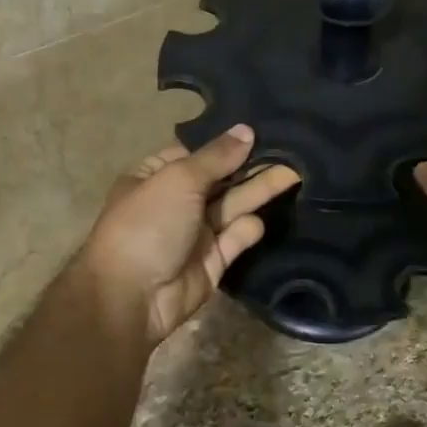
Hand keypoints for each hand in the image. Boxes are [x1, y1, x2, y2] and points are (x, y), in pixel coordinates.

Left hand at [81, 124, 301, 347]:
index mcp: (156, 176)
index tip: (262, 128)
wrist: (132, 297)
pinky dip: (248, 230)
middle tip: (290, 149)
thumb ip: (217, 157)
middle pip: (220, 179)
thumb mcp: (179, 179)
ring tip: (295, 172)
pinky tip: (258, 220)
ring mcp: (195, 233)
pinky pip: (236, 238)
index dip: (226, 143)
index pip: (196, 153)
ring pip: (233, 206)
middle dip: (250, 165)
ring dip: (259, 190)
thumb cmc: (148, 225)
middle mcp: (176, 202)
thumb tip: (246, 130)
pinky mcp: (213, 261)